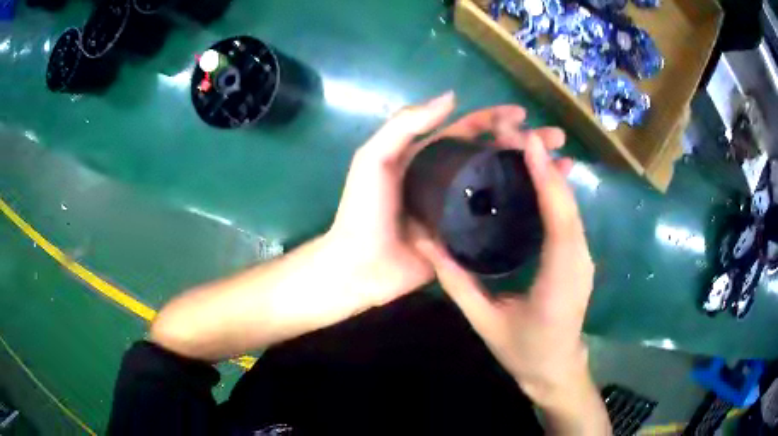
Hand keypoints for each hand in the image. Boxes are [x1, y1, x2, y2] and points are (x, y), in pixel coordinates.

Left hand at [326, 92, 567, 309]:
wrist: (360, 267)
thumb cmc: (364, 211)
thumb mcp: (374, 159)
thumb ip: (405, 125)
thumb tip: (451, 96)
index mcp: (430, 158)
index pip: (469, 130)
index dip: (495, 118)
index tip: (524, 115)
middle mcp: (450, 179)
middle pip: (494, 153)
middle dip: (525, 143)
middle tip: (557, 139)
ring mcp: (461, 210)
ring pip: (502, 183)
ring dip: (531, 172)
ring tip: (564, 166)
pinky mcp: (468, 237)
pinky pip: (499, 217)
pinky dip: (522, 207)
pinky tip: (546, 202)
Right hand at [415, 131, 593, 406]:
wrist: (556, 370)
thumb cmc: (524, 352)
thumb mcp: (484, 322)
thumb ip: (455, 282)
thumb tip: (424, 242)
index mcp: (560, 278)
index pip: (559, 219)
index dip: (545, 177)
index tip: (525, 141)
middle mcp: (579, 259)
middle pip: (567, 202)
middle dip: (544, 162)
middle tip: (512, 131)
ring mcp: (583, 255)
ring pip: (569, 205)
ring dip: (548, 171)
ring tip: (517, 145)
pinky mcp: (578, 254)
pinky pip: (566, 215)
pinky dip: (551, 190)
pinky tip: (530, 175)